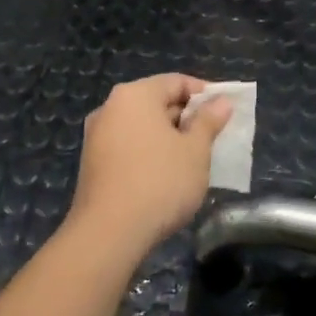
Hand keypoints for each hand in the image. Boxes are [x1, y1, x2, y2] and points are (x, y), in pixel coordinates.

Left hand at [67, 75, 233, 262]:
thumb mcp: (195, 151)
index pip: (176, 81)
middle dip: (186, 117)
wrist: (109, 233)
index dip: (204, 94)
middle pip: (156, 101)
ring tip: (192, 158)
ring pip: (141, 126)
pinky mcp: (92, 163)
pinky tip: (165, 175)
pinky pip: (128, 145)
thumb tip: (221, 101)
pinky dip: (149, 152)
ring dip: (168, 137)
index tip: (224, 112)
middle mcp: (110, 107)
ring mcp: (96, 136)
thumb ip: (208, 121)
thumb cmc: (160, 182)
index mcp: (135, 95)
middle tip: (212, 137)